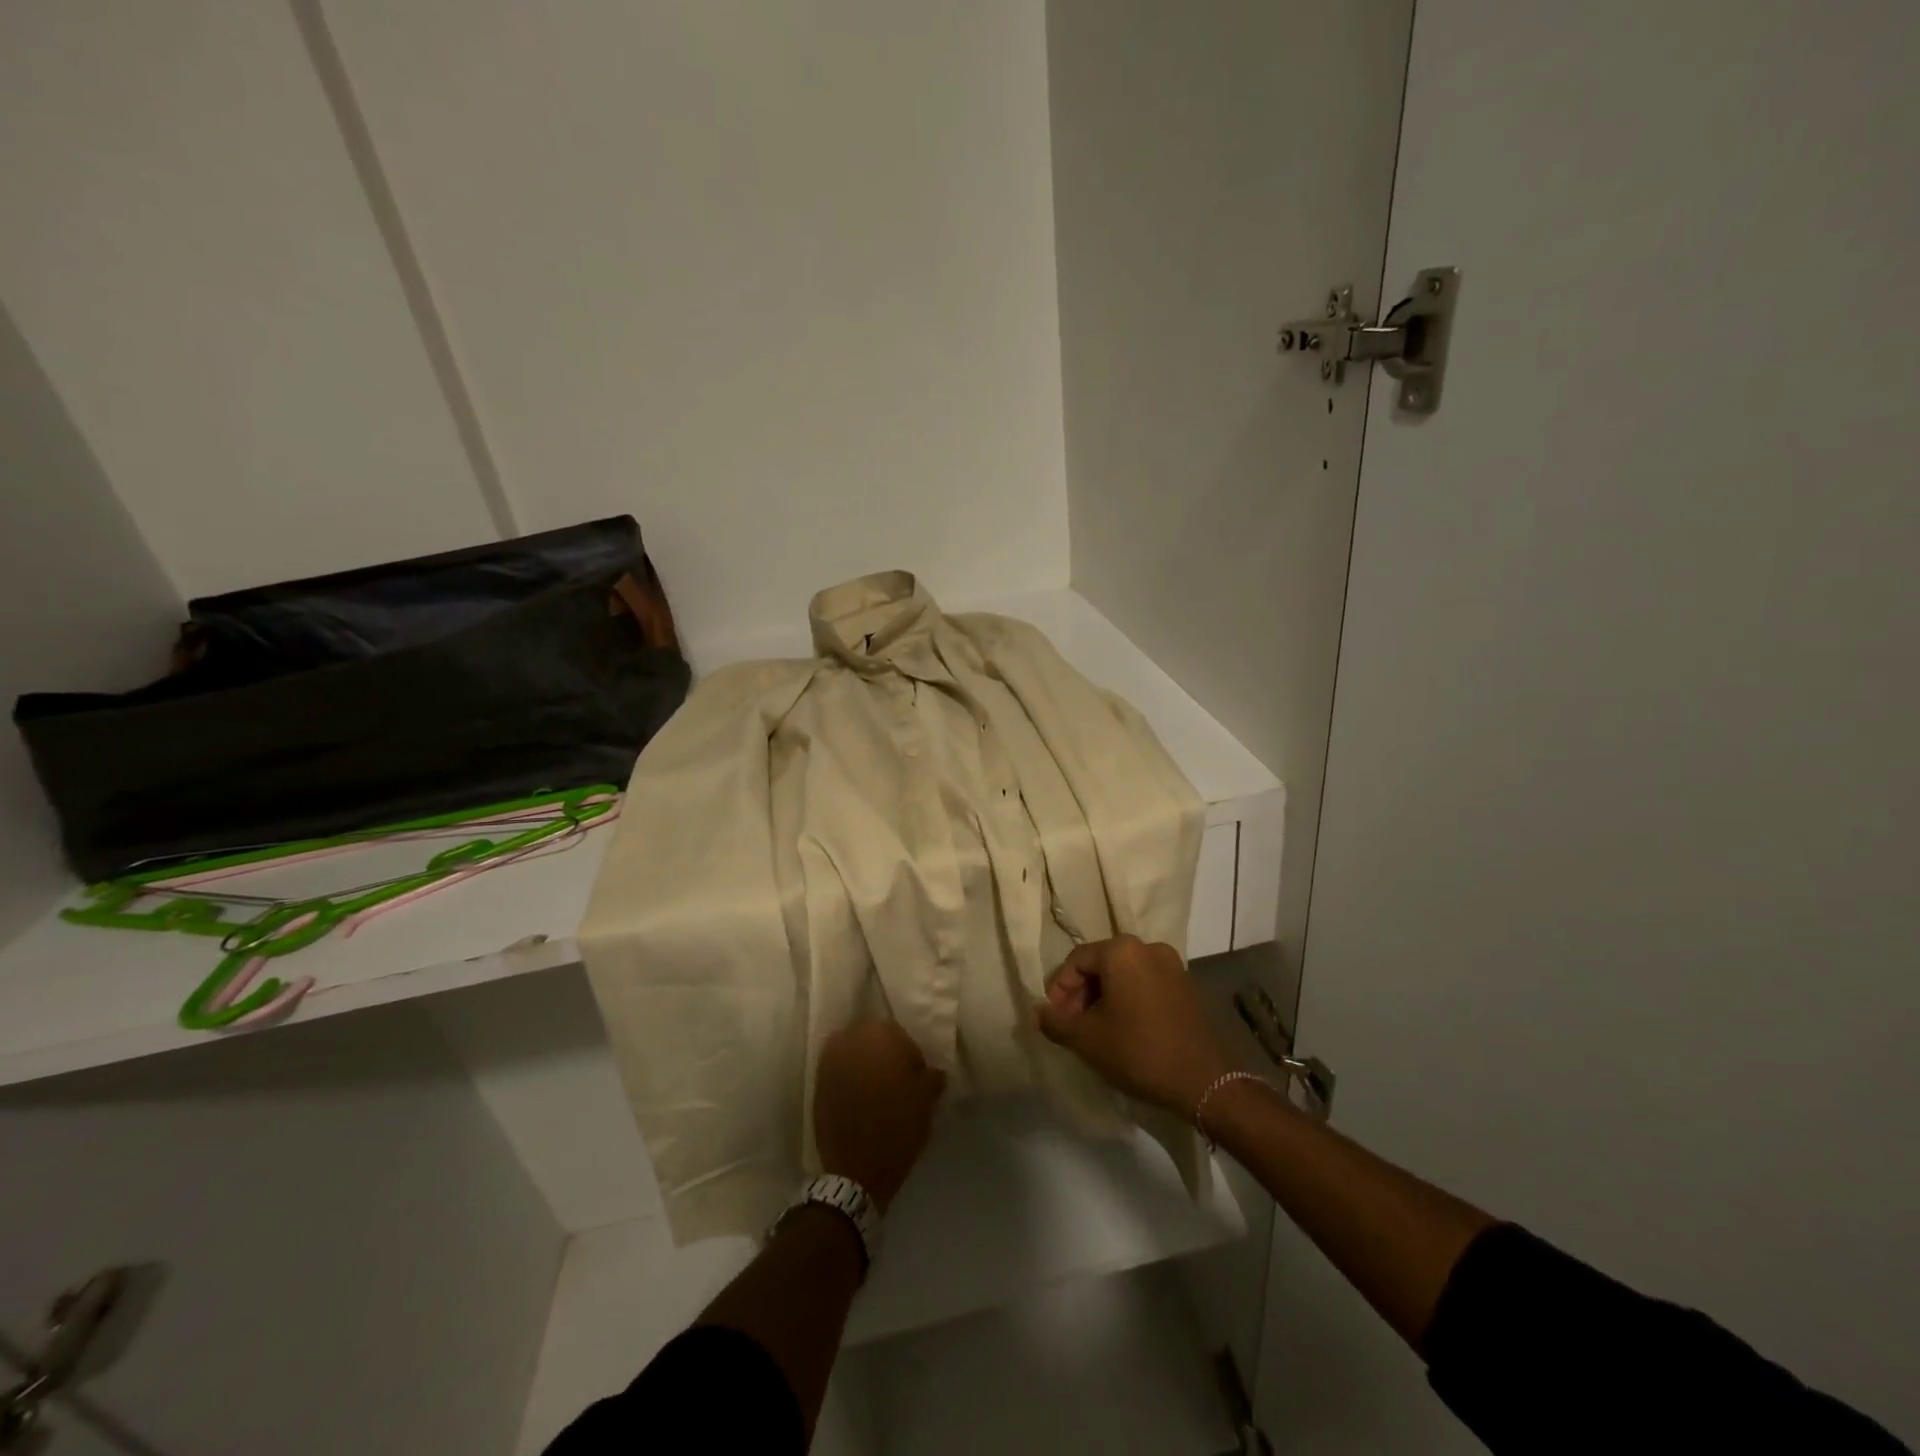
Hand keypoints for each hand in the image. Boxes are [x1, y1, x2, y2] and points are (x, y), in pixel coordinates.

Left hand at [814, 1019, 945, 1211]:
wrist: (856, 1170)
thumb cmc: (898, 1126)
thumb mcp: (926, 1100)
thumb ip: (932, 1077)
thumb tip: (933, 1072)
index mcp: (879, 1033)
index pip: (899, 1034)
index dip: (909, 1055)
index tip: (915, 1077)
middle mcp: (849, 1038)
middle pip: (872, 1039)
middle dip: (883, 1055)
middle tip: (896, 1082)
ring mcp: (828, 1060)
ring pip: (853, 1054)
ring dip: (865, 1067)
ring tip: (876, 1093)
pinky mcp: (816, 1084)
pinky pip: (838, 1073)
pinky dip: (849, 1081)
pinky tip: (860, 1102)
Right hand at [1036, 935, 1232, 1115]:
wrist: (1203, 1080)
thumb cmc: (1138, 1051)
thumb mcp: (1086, 1039)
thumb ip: (1055, 1021)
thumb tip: (1038, 1012)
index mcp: (1121, 950)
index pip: (1076, 961)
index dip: (1059, 989)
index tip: (1055, 1018)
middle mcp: (1147, 947)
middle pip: (1100, 964)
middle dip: (1081, 993)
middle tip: (1072, 1025)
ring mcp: (1171, 964)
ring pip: (1124, 974)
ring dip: (1104, 997)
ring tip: (1096, 1029)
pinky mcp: (1186, 985)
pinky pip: (1145, 983)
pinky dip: (1128, 999)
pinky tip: (1124, 1028)